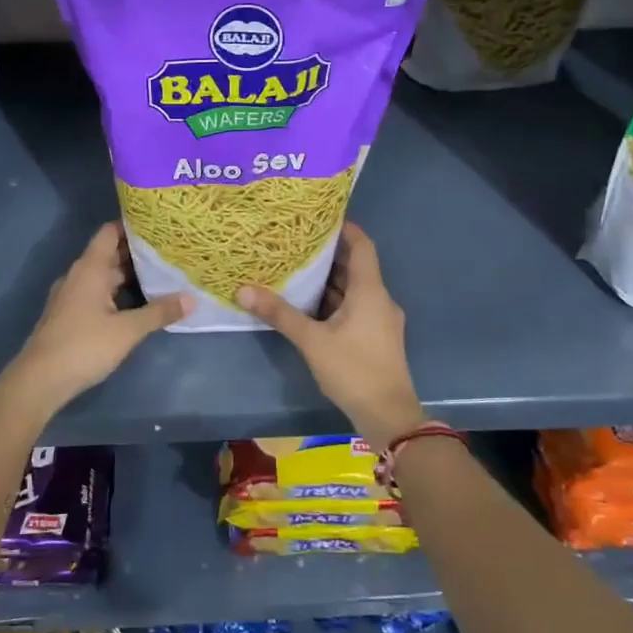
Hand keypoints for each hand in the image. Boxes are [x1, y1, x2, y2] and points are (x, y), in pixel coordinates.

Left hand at [6, 223, 188, 413]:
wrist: (39, 381)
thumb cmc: (84, 346)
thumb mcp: (128, 330)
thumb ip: (159, 312)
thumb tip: (191, 299)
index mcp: (90, 268)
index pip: (110, 232)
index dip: (133, 225)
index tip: (159, 225)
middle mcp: (79, 275)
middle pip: (110, 254)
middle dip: (138, 252)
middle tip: (171, 250)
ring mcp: (73, 295)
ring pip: (105, 276)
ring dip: (130, 275)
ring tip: (162, 274)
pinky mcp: (71, 314)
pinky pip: (99, 293)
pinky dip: (119, 292)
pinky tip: (139, 302)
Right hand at [237, 223, 426, 448]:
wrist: (388, 416)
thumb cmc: (353, 370)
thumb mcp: (312, 340)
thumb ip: (280, 313)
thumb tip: (243, 289)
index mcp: (370, 290)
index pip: (362, 245)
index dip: (344, 228)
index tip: (319, 216)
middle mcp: (379, 299)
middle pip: (356, 266)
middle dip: (328, 253)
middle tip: (297, 241)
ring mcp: (381, 319)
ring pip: (354, 289)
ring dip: (330, 279)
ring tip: (297, 268)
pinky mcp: (376, 337)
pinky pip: (355, 307)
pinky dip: (335, 300)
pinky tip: (309, 304)